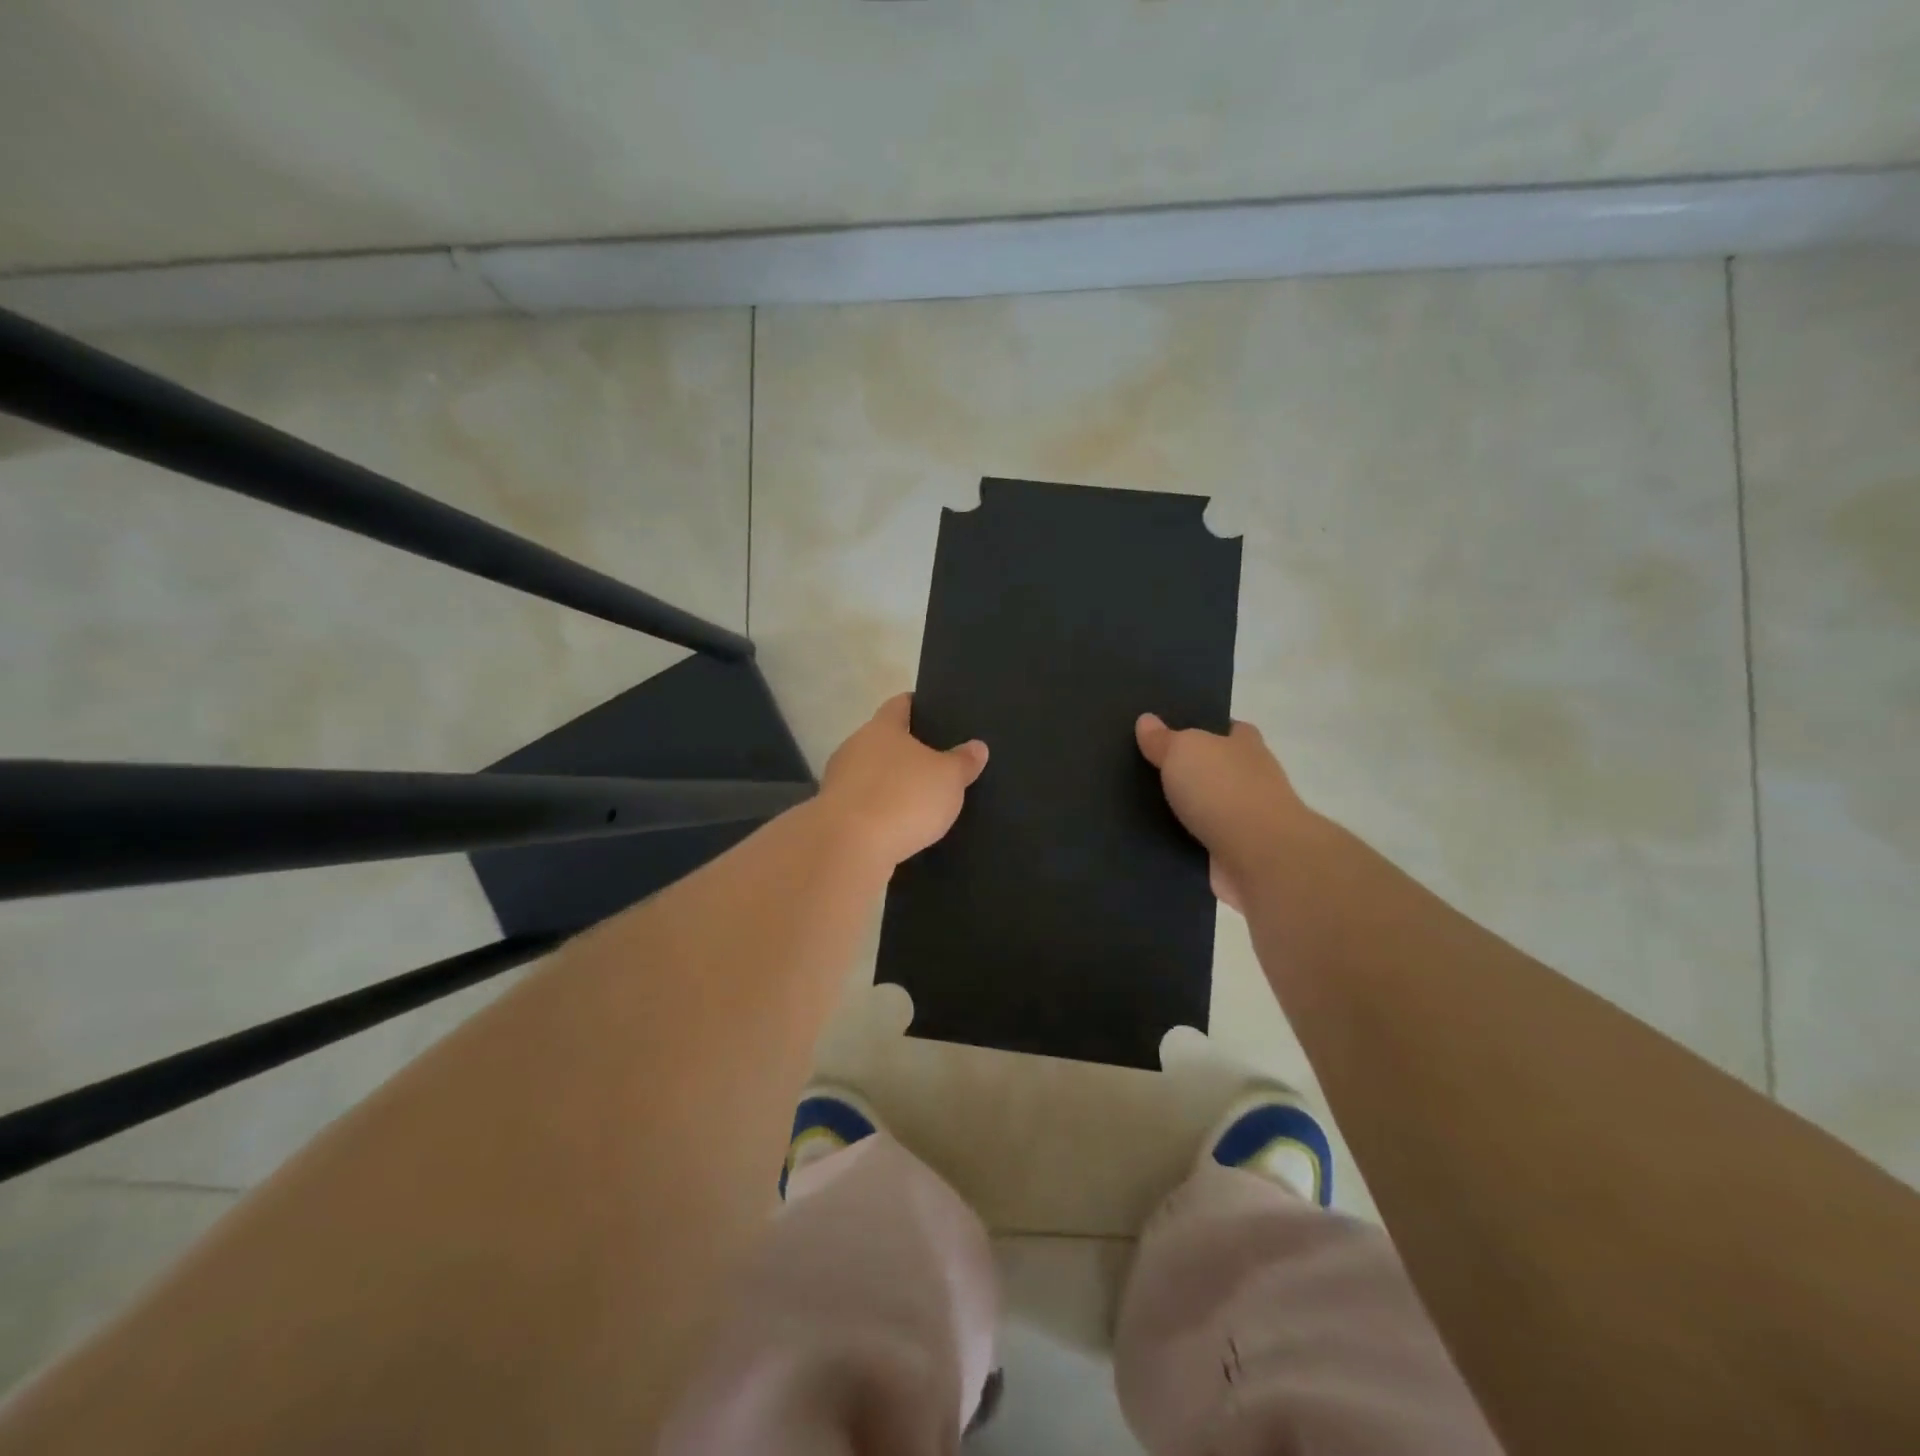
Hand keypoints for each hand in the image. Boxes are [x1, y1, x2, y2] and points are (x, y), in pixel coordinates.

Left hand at [820, 694, 988, 868]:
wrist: (849, 846)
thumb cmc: (903, 798)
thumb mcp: (949, 778)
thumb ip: (963, 761)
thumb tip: (977, 746)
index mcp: (882, 728)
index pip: (900, 704)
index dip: (917, 705)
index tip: (933, 711)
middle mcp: (854, 747)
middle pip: (882, 740)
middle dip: (905, 750)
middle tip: (935, 762)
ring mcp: (839, 781)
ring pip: (870, 774)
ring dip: (889, 784)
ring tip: (918, 799)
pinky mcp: (833, 814)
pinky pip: (863, 805)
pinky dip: (879, 811)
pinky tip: (897, 826)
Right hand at [1135, 713, 1309, 911]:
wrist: (1260, 859)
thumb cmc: (1224, 790)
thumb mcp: (1184, 750)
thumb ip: (1163, 738)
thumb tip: (1146, 720)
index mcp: (1245, 745)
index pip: (1227, 729)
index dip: (1203, 729)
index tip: (1169, 732)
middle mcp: (1250, 779)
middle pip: (1214, 769)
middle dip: (1185, 771)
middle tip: (1139, 769)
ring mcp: (1246, 820)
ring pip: (1204, 808)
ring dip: (1180, 810)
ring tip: (1134, 806)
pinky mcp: (1234, 855)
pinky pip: (1199, 843)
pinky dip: (1180, 842)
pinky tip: (1149, 839)